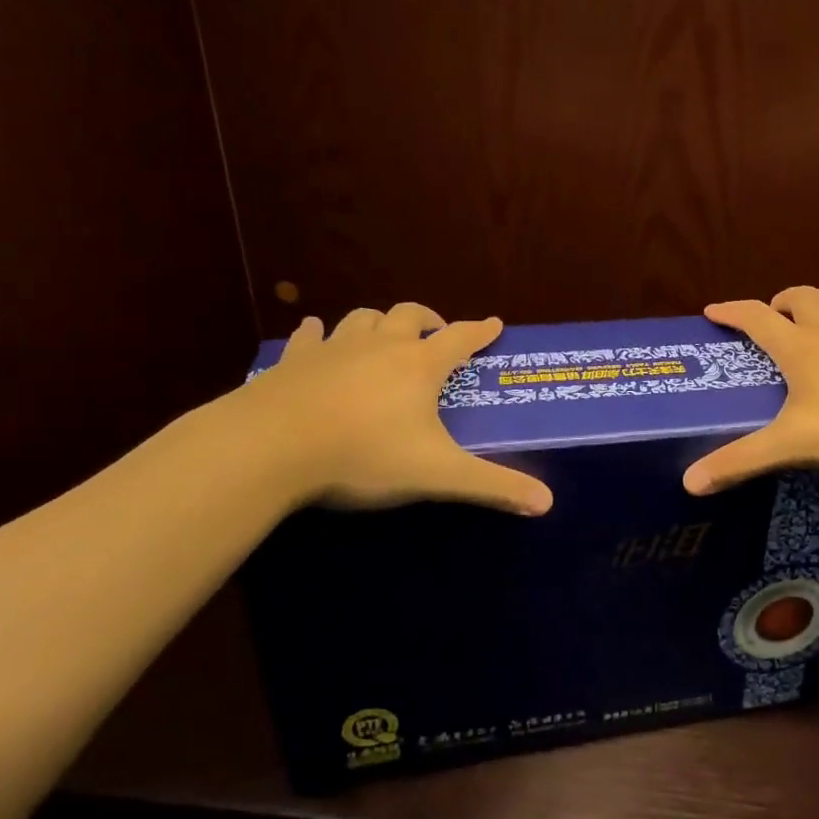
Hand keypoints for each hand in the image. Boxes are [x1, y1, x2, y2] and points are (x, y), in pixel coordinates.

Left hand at [235, 303, 552, 515]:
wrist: (271, 447)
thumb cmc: (363, 454)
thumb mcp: (436, 474)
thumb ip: (492, 486)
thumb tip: (547, 503)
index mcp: (418, 366)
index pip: (460, 338)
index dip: (480, 331)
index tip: (494, 324)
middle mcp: (380, 347)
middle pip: (409, 315)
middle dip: (428, 319)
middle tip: (436, 331)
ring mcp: (334, 349)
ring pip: (363, 319)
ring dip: (379, 322)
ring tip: (384, 334)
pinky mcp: (294, 362)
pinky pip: (309, 336)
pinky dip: (317, 333)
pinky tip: (315, 333)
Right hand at [683, 287, 818, 495]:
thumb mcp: (794, 444)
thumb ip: (743, 461)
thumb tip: (689, 483)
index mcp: (800, 346)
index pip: (756, 317)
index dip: (732, 312)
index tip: (712, 312)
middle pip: (799, 297)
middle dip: (779, 302)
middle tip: (772, 320)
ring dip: (816, 301)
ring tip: (811, 318)